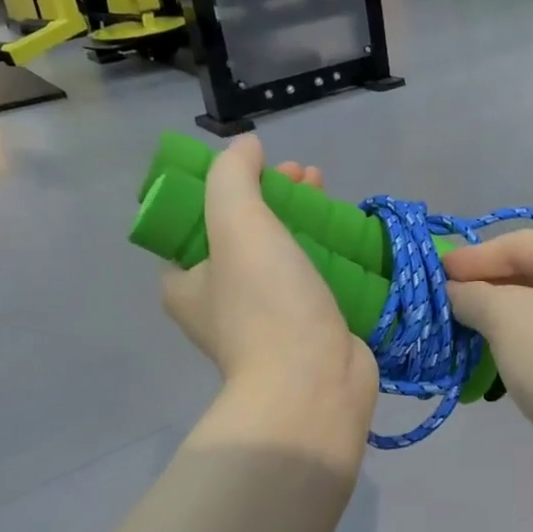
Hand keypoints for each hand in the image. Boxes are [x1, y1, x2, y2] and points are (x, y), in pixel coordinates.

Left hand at [160, 137, 377, 415]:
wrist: (314, 385)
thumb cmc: (267, 304)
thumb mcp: (237, 224)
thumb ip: (233, 176)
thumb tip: (244, 146)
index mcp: (186, 281)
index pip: (196, 220)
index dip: (226, 184)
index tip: (261, 165)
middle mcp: (219, 301)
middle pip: (244, 231)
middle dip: (273, 195)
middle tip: (304, 175)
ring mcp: (265, 319)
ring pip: (280, 252)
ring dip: (301, 218)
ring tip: (327, 191)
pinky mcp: (305, 329)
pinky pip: (311, 277)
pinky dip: (325, 251)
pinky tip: (346, 232)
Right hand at [443, 230, 532, 459]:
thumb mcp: (505, 316)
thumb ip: (472, 294)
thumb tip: (453, 291)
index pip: (522, 244)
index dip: (473, 257)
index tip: (436, 269)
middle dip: (486, 286)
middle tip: (443, 295)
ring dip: (499, 314)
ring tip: (457, 320)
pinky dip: (519, 338)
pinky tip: (487, 347)